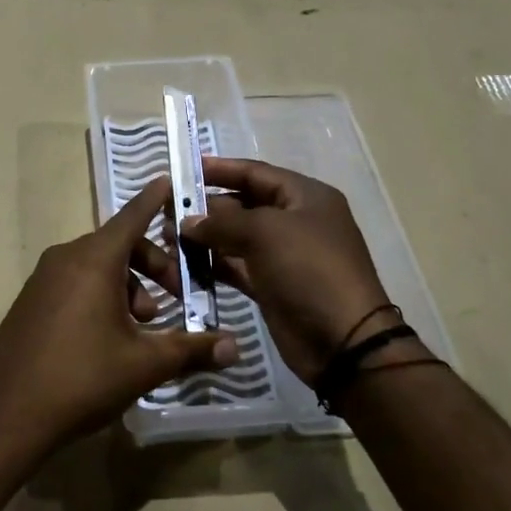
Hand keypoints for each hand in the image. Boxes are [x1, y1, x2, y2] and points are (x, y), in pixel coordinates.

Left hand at [0, 177, 237, 453]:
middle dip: (153, 266)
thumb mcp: (145, 364)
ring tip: (142, 327)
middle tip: (175, 299)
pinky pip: (73, 282)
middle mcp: (65, 258)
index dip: (154, 199)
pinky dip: (99, 295)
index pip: (132, 216)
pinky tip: (109, 336)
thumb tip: (235, 348)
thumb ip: (192, 349)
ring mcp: (42, 279)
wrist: (9, 416)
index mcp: (93, 260)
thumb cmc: (83, 378)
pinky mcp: (30, 301)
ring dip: (127, 286)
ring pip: (96, 267)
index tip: (170, 179)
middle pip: (118, 245)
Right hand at [183, 158, 390, 382]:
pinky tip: (183, 263)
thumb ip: (222, 222)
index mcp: (305, 197)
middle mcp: (295, 221)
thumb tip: (187, 221)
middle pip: (243, 204)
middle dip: (207, 207)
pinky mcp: (272, 286)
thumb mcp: (265, 233)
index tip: (185, 169)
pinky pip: (236, 266)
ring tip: (169, 238)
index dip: (220, 169)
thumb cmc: (309, 270)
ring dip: (205, 237)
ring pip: (236, 238)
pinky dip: (212, 264)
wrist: (343, 341)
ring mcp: (283, 256)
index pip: (256, 173)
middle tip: (167, 211)